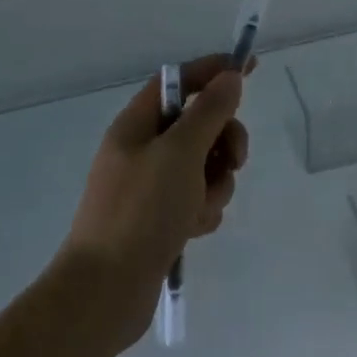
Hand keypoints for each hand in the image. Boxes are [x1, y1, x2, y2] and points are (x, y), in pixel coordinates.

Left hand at [63, 54, 250, 346]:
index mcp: (137, 125)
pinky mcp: (161, 218)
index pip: (180, 81)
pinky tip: (192, 230)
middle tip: (233, 160)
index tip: (249, 67)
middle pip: (200, 125)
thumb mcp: (181, 153)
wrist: (106, 289)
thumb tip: (229, 77)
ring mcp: (152, 186)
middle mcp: (143, 150)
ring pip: (206, 166)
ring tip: (201, 208)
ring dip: (215, 183)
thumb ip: (210, 112)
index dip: (214, 70)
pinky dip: (203, 210)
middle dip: (224, 141)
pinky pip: (199, 199)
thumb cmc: (141, 211)